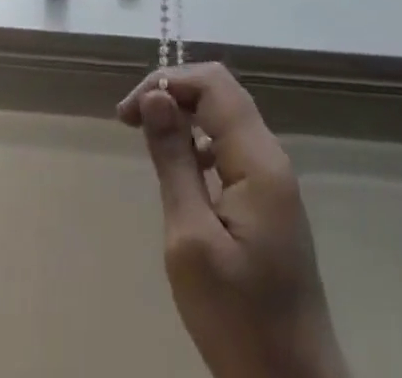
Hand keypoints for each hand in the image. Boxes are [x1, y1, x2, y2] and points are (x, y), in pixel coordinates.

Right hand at [120, 65, 347, 377]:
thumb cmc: (240, 320)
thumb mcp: (191, 241)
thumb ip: (174, 161)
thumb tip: (156, 96)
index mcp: (258, 159)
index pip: (213, 83)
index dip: (166, 81)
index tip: (127, 114)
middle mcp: (271, 156)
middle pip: (221, 93)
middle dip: (173, 93)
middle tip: (131, 120)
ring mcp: (273, 179)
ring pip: (226, 117)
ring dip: (185, 115)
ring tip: (148, 140)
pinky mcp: (269, 201)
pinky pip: (231, 147)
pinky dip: (199, 142)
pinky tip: (181, 171)